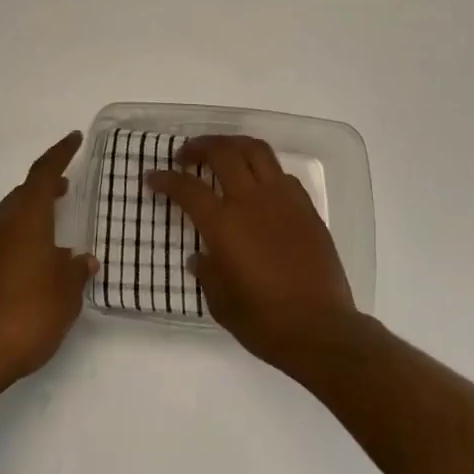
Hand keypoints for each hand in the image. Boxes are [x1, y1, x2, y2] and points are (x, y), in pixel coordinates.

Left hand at [0, 131, 96, 399]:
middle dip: (46, 184)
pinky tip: (38, 256)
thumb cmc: (27, 315)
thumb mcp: (65, 294)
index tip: (74, 138)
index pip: (43, 173)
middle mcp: (2, 223)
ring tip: (55, 219)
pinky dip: (23, 232)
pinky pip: (4, 236)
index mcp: (26, 218)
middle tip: (67, 183)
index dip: (60, 153)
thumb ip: (75, 271)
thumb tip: (82, 259)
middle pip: (24, 191)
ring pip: (12, 213)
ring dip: (33, 210)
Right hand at [147, 135, 357, 378]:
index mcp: (224, 224)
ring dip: (233, 144)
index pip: (187, 188)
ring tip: (222, 152)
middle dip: (199, 146)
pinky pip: (281, 173)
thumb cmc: (264, 322)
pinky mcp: (306, 207)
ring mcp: (282, 199)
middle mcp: (251, 200)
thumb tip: (200, 257)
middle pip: (222, 152)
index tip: (152, 177)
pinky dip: (263, 169)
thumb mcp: (221, 303)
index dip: (165, 179)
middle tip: (185, 155)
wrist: (321, 329)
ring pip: (256, 150)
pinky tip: (258, 184)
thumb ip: (207, 273)